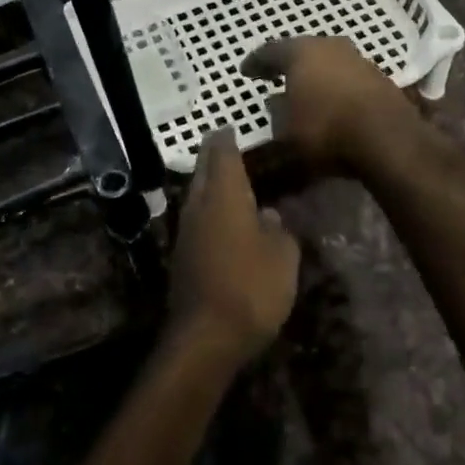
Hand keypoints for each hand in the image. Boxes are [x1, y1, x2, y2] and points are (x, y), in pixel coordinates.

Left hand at [169, 129, 298, 365]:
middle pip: (203, 170)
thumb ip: (278, 231)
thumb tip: (269, 217)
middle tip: (226, 146)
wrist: (205, 338)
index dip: (227, 138)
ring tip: (228, 181)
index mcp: (224, 195)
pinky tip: (222, 221)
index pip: (222, 153)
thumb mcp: (283, 257)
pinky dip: (208, 212)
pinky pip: (196, 221)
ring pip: (196, 196)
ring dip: (209, 184)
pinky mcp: (181, 257)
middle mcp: (199, 206)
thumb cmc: (251, 287)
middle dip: (213, 156)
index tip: (230, 127)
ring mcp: (185, 232)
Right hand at [241, 36, 414, 174]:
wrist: (387, 138)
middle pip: (302, 50)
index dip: (255, 62)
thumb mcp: (286, 130)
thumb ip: (276, 113)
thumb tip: (276, 102)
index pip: (270, 51)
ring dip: (315, 72)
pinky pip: (346, 75)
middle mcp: (329, 46)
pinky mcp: (378, 76)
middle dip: (288, 62)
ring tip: (305, 87)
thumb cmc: (326, 129)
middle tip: (275, 74)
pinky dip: (335, 83)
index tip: (246, 71)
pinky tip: (332, 98)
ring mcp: (357, 58)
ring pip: (327, 60)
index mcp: (300, 52)